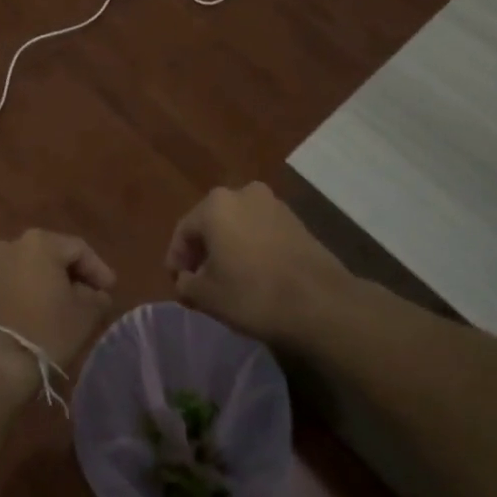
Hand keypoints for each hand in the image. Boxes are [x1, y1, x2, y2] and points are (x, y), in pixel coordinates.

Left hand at [0, 229, 116, 393]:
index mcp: (40, 242)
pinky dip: (32, 292)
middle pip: (53, 255)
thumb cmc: (46, 330)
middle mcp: (12, 244)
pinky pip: (15, 282)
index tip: (111, 290)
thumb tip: (97, 294)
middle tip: (92, 295)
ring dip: (52, 283)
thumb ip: (97, 296)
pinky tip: (43, 311)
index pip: (79, 249)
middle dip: (74, 274)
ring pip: (32, 268)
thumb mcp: (85, 313)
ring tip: (68, 305)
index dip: (98, 269)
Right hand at [165, 183, 350, 345]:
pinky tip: (255, 274)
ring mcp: (274, 204)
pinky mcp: (297, 221)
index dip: (176, 259)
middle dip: (203, 251)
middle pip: (212, 223)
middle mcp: (243, 193)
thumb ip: (186, 284)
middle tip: (200, 280)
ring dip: (229, 248)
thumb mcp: (206, 296)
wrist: (320, 302)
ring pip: (238, 225)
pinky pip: (262, 231)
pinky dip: (252, 247)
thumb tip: (185, 280)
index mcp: (215, 205)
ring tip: (228, 279)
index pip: (184, 231)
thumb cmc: (253, 294)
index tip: (178, 285)